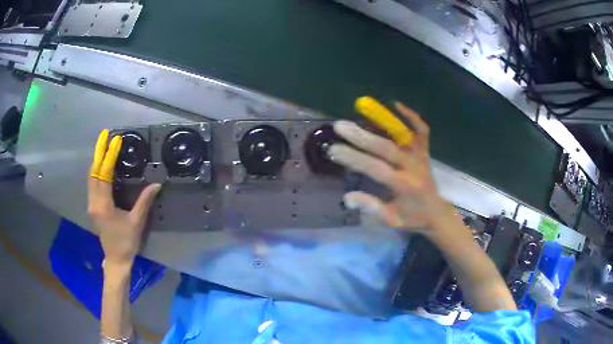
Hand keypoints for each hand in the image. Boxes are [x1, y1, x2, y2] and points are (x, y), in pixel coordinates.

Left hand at [88, 129, 160, 266]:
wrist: (116, 259)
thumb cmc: (126, 243)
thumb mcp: (136, 222)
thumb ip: (144, 201)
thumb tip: (157, 184)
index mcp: (103, 205)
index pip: (104, 174)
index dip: (109, 156)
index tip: (115, 141)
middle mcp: (93, 202)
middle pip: (93, 172)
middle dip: (99, 152)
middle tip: (104, 135)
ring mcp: (91, 205)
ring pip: (91, 177)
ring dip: (97, 160)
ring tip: (103, 145)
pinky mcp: (93, 207)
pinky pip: (92, 183)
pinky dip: (96, 170)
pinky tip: (101, 165)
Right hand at [329, 102, 451, 231]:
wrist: (437, 213)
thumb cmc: (412, 218)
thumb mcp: (390, 220)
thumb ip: (371, 207)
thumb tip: (348, 197)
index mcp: (403, 186)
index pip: (375, 169)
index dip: (354, 158)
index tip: (334, 150)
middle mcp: (412, 168)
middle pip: (386, 148)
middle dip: (361, 136)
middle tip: (340, 126)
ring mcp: (420, 157)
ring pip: (403, 135)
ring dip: (383, 121)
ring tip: (363, 108)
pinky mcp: (425, 152)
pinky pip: (421, 131)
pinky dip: (412, 117)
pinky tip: (397, 105)